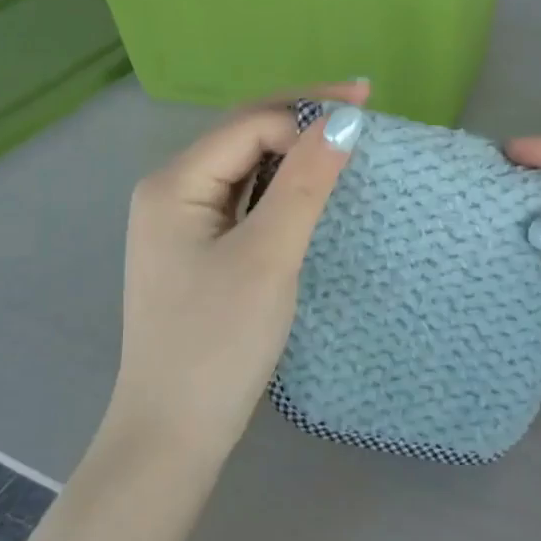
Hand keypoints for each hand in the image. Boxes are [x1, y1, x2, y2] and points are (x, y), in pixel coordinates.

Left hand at [108, 84, 367, 466]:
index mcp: (173, 183)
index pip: (250, 125)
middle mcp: (172, 191)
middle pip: (245, 136)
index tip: (368, 120)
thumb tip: (345, 120)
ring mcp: (184, 222)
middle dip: (303, 119)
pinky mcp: (201, 250)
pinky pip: (247, 200)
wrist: (174, 432)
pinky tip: (314, 185)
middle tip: (365, 107)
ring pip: (247, 167)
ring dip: (296, 151)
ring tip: (347, 140)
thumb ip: (305, 184)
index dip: (308, 115)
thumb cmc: (218, 342)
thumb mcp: (268, 257)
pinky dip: (283, 187)